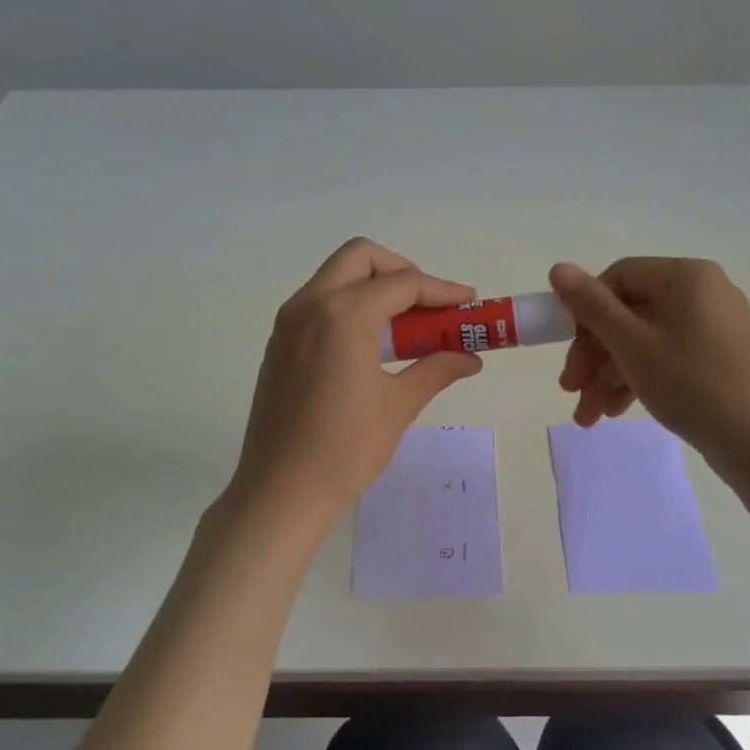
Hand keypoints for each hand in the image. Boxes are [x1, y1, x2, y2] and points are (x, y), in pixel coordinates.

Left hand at [232, 238, 483, 518]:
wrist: (280, 491)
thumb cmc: (345, 448)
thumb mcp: (398, 405)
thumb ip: (436, 369)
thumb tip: (470, 358)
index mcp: (342, 314)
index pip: (402, 284)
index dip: (442, 290)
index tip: (469, 302)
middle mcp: (309, 305)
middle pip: (361, 258)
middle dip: (401, 272)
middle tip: (429, 305)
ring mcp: (287, 323)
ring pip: (335, 278)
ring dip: (373, 288)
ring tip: (406, 327)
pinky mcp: (279, 345)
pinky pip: (319, 304)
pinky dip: (349, 307)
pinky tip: (371, 346)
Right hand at [549, 257, 749, 469]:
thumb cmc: (692, 384)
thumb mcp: (632, 345)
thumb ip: (591, 306)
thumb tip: (558, 267)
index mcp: (685, 277)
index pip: (619, 277)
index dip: (585, 311)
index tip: (565, 348)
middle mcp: (702, 293)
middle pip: (629, 313)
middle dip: (593, 354)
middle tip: (570, 389)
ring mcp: (713, 327)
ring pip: (644, 341)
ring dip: (609, 375)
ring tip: (588, 416)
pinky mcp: (718, 359)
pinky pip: (666, 357)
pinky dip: (637, 380)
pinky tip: (615, 412)